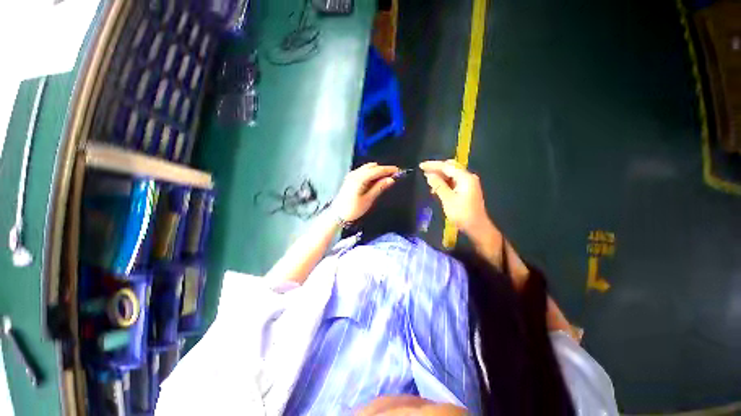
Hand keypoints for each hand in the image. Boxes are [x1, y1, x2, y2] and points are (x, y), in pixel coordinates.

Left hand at [333, 163, 399, 221]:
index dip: (388, 170)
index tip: (399, 171)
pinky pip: (363, 171)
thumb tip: (391, 180)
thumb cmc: (353, 209)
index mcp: (359, 178)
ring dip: (377, 171)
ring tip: (386, 179)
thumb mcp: (368, 199)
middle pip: (372, 167)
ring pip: (368, 168)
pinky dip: (371, 173)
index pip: (377, 170)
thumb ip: (379, 187)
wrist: (337, 215)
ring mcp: (351, 175)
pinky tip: (376, 180)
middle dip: (383, 169)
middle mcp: (355, 174)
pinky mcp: (350, 178)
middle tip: (394, 176)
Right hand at [419, 160, 494, 239]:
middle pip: (450, 167)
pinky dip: (445, 182)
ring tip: (429, 181)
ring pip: (452, 174)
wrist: (477, 227)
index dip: (433, 165)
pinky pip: (454, 181)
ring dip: (440, 176)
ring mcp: (468, 183)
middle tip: (424, 172)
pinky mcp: (467, 190)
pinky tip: (437, 188)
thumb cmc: (462, 214)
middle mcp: (468, 177)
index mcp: (465, 178)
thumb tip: (429, 175)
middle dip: (437, 169)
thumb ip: (438, 185)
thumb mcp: (448, 199)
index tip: (421, 166)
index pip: (446, 166)